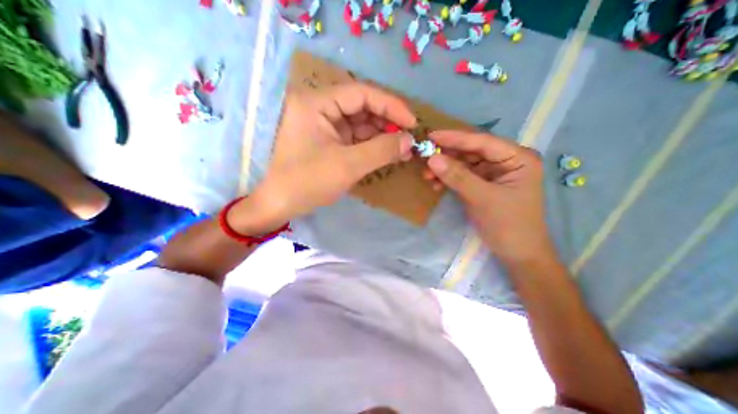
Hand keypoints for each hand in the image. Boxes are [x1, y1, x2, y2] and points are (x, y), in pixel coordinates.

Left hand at [228, 82, 417, 234]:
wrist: (280, 204)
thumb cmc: (308, 183)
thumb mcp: (347, 166)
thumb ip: (381, 150)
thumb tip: (410, 141)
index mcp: (316, 103)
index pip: (361, 93)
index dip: (391, 105)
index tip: (412, 122)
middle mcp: (319, 107)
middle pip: (362, 106)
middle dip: (387, 122)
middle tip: (408, 138)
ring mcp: (324, 124)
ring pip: (360, 123)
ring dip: (382, 135)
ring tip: (402, 148)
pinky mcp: (328, 140)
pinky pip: (355, 137)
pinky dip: (372, 145)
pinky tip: (387, 152)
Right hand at [421, 130, 553, 262]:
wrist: (517, 254)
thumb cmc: (508, 225)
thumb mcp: (482, 199)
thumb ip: (457, 177)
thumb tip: (432, 158)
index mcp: (517, 158)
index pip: (482, 142)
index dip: (455, 138)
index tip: (431, 136)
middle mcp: (506, 161)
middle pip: (472, 151)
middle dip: (447, 155)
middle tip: (424, 156)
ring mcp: (493, 174)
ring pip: (464, 164)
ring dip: (445, 169)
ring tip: (427, 174)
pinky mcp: (483, 185)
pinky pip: (462, 177)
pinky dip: (449, 180)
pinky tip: (436, 185)